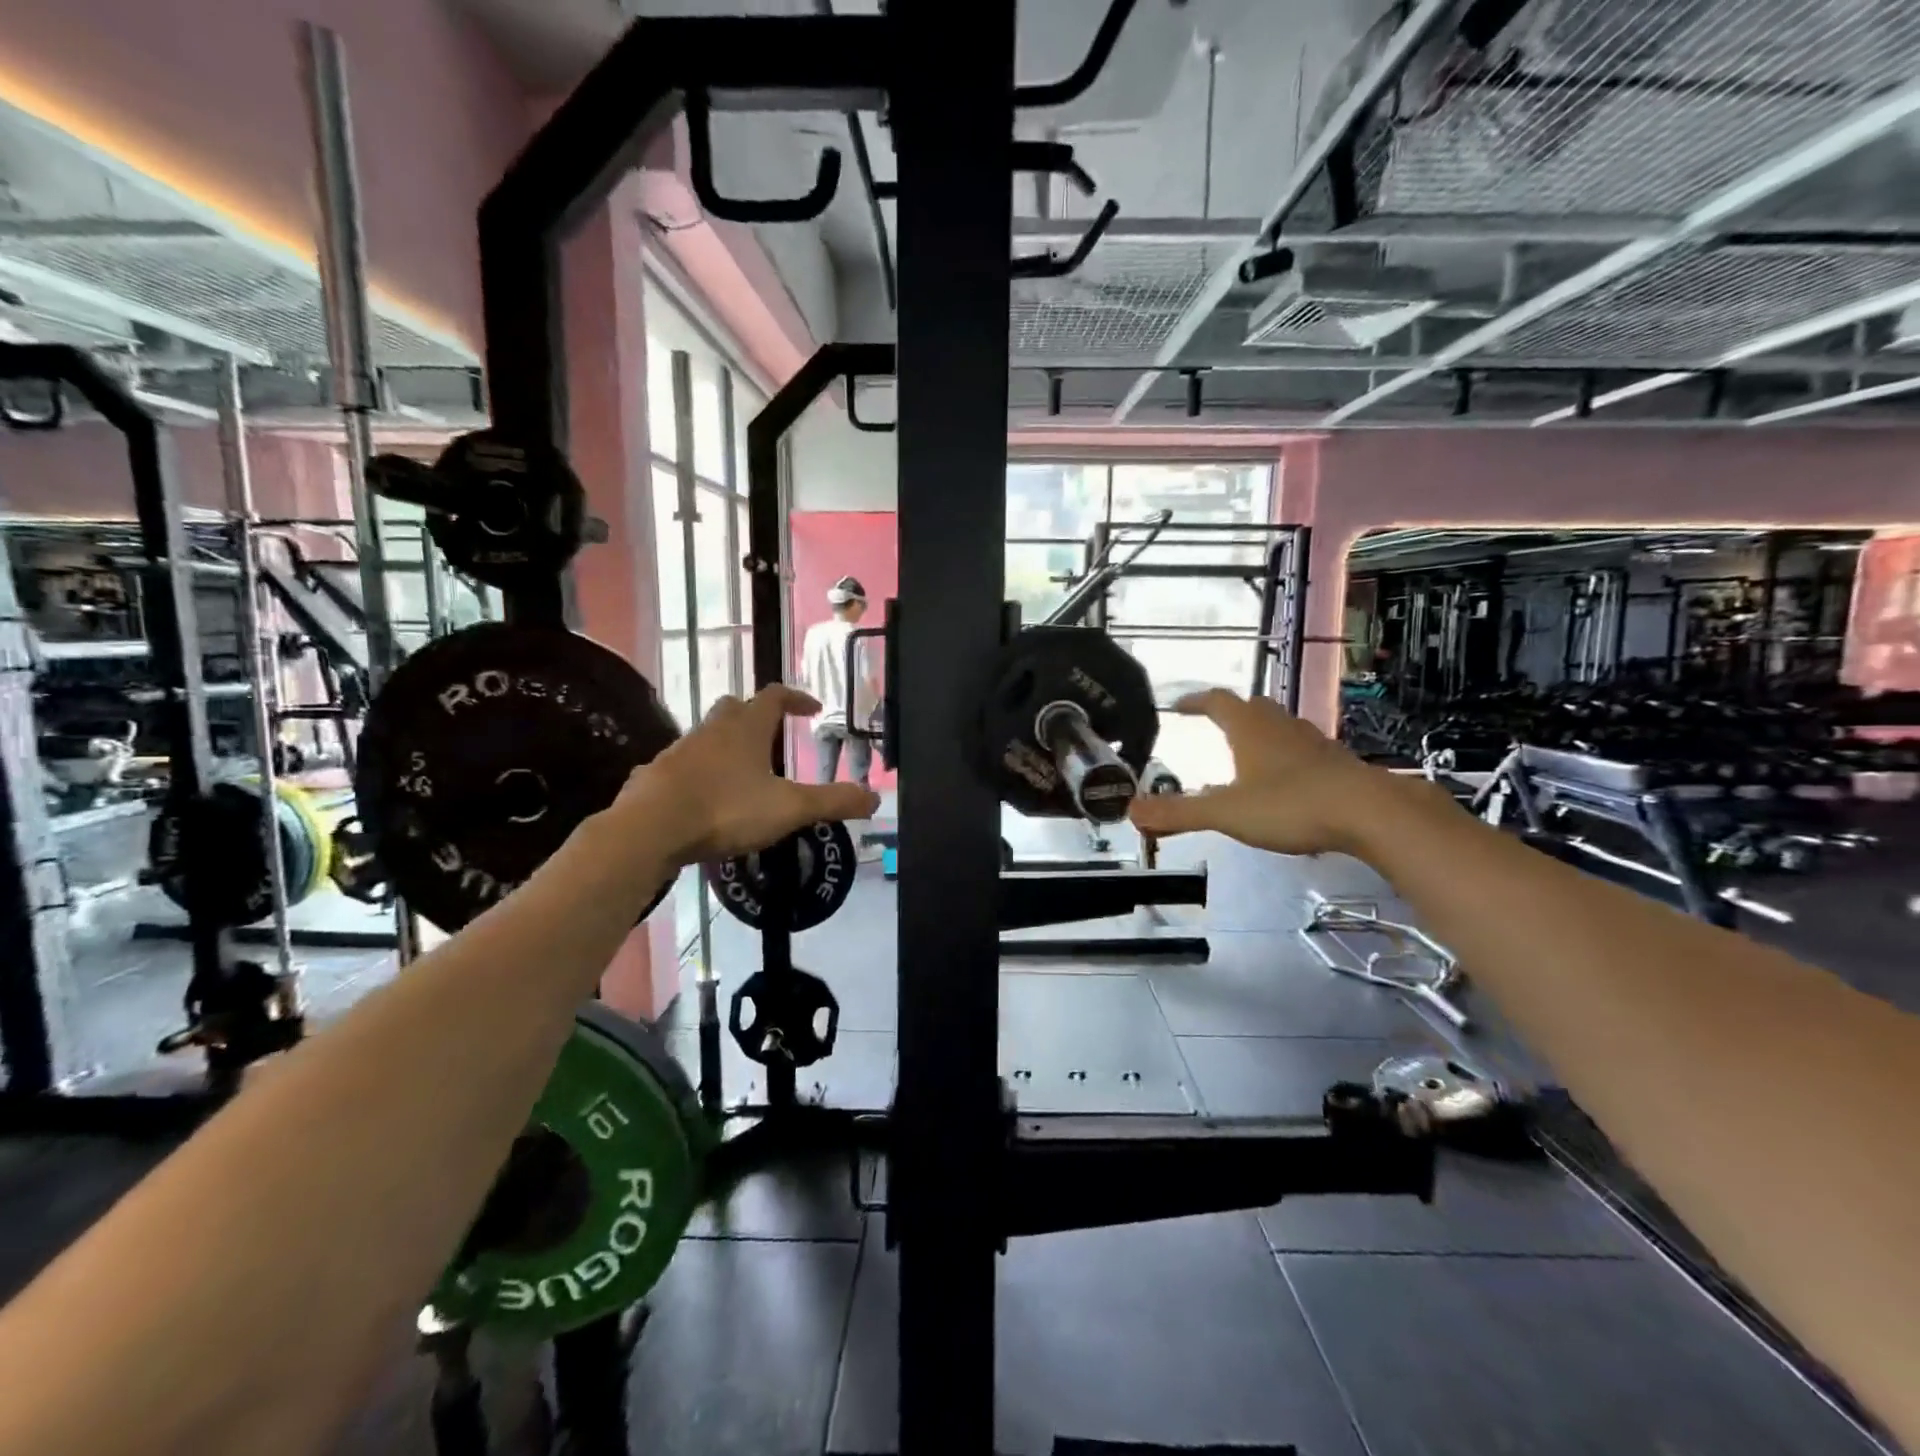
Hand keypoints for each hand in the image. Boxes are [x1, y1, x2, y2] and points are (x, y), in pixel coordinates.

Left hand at [617, 686, 880, 863]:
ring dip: (726, 745)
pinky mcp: (655, 775)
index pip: (775, 696)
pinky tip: (704, 798)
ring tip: (743, 773)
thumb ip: (832, 802)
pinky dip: (698, 773)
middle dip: (756, 716)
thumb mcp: (789, 809)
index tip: (812, 709)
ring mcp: (679, 750)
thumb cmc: (726, 809)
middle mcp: (711, 730)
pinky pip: (682, 765)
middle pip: (735, 708)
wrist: (650, 829)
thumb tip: (875, 799)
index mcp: (746, 728)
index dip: (796, 698)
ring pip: (707, 736)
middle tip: (773, 737)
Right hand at [1128, 689, 1400, 856]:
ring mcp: (1312, 742)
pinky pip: (1302, 749)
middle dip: (1230, 712)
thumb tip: (1131, 811)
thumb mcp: (1225, 812)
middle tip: (1213, 723)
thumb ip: (1178, 813)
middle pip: (1252, 707)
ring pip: (1280, 726)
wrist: (1369, 812)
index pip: (1217, 702)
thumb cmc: (1289, 805)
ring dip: (1260, 732)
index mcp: (1249, 729)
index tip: (1179, 705)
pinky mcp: (1336, 763)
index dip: (1196, 701)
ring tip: (1247, 750)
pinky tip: (1285, 781)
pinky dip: (1286, 756)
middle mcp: (1280, 726)